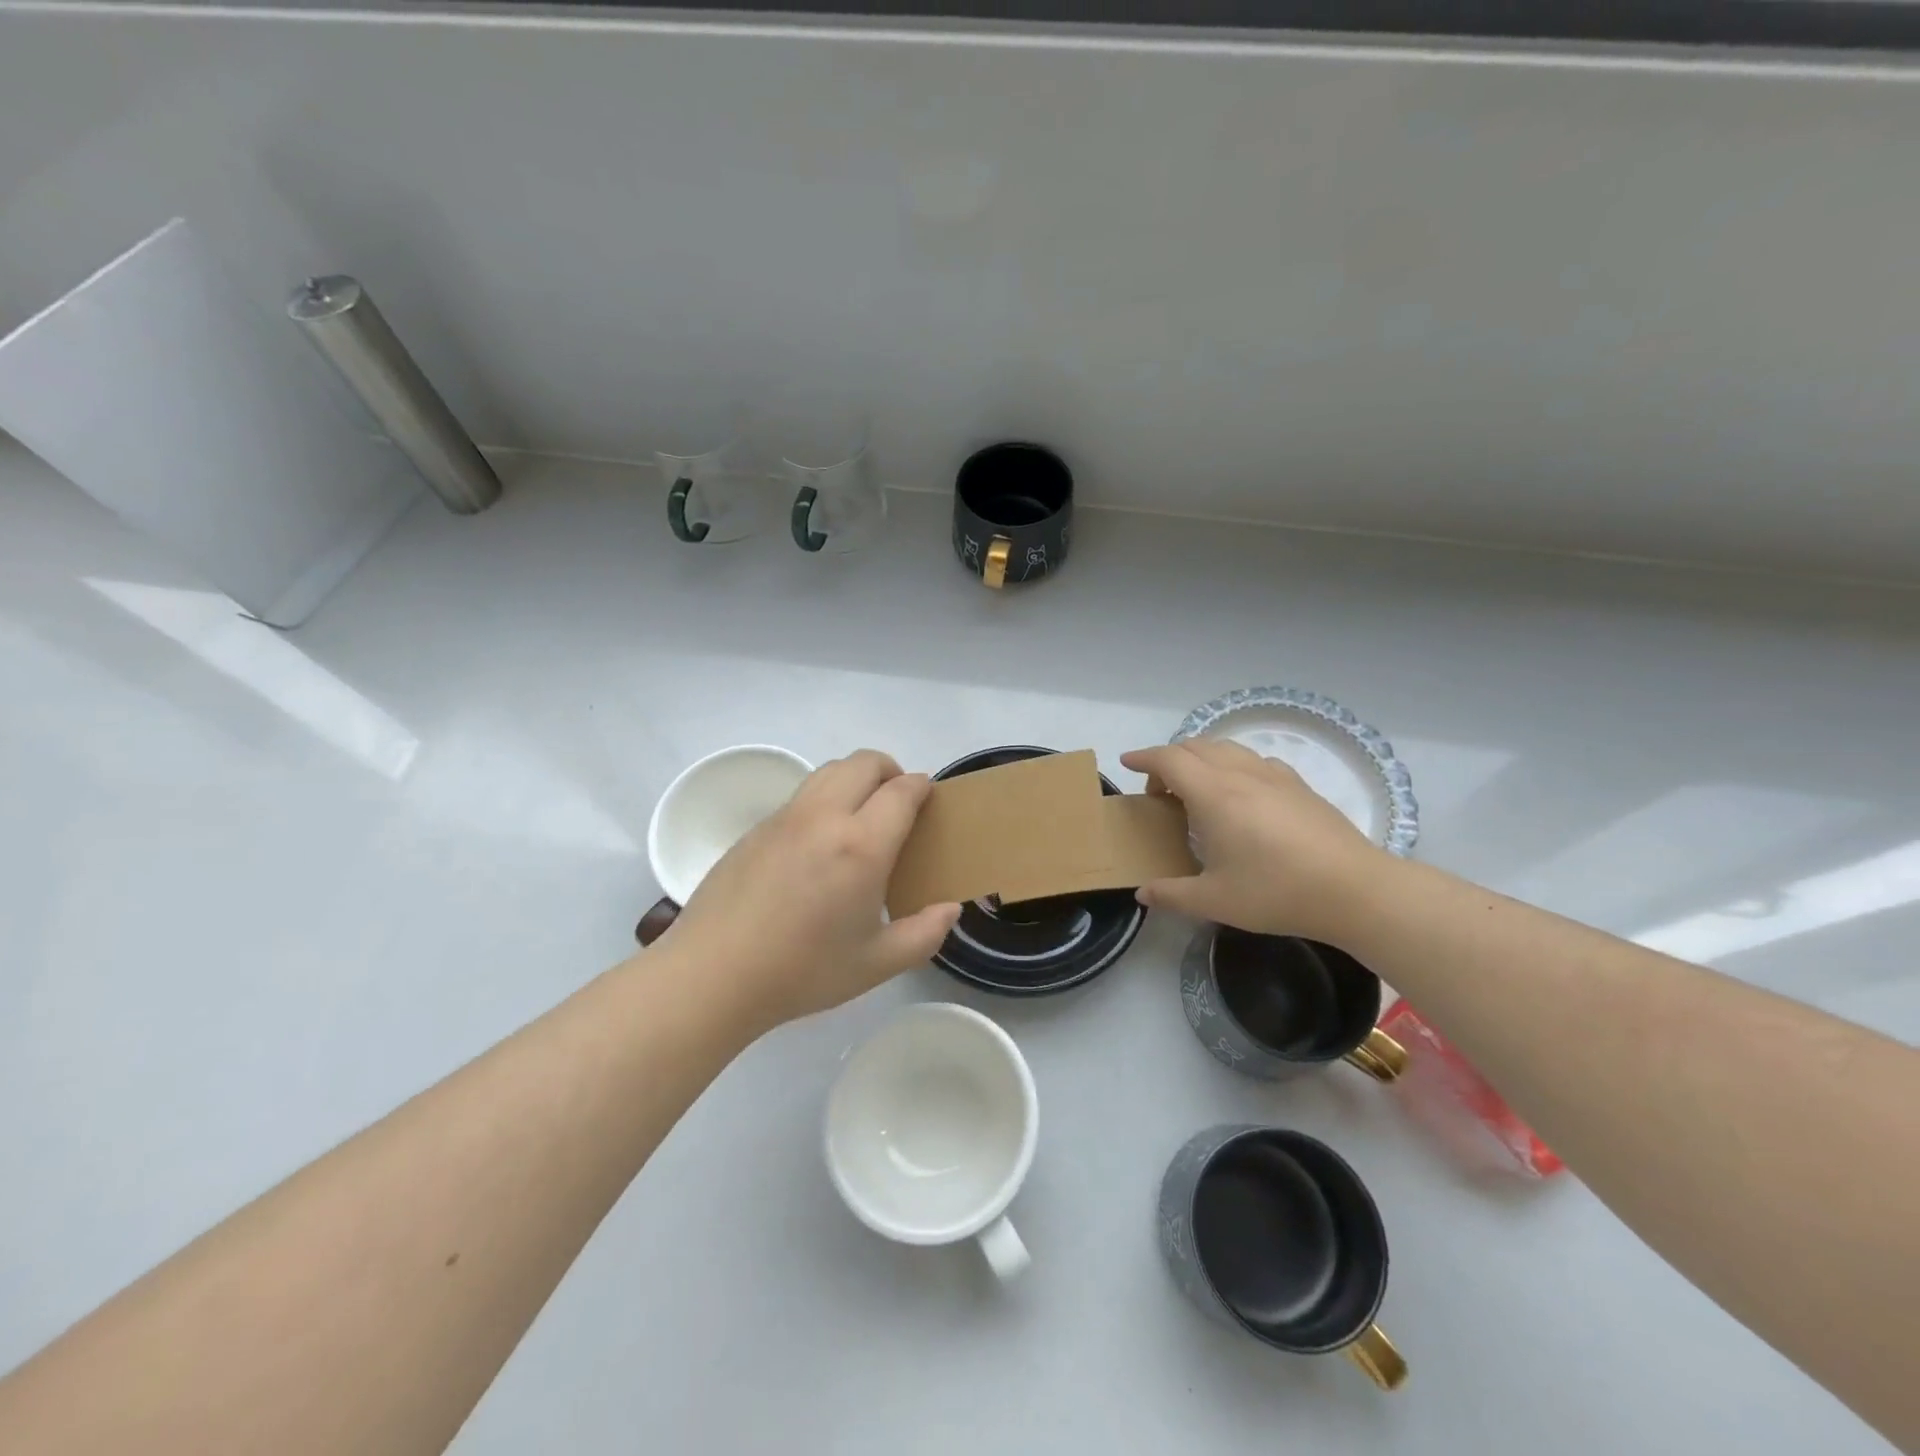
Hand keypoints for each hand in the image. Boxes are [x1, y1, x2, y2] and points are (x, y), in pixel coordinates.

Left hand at [654, 750, 961, 1031]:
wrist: (712, 975)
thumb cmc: (801, 972)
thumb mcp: (876, 964)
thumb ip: (924, 934)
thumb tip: (949, 908)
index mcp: (861, 845)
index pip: (902, 791)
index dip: (922, 787)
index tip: (929, 800)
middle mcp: (824, 817)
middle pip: (865, 763)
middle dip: (891, 771)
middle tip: (899, 804)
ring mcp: (786, 817)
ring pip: (830, 770)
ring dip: (856, 778)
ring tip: (861, 816)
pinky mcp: (757, 828)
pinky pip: (802, 795)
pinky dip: (824, 799)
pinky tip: (819, 844)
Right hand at [1120, 739, 1390, 942]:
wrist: (1355, 890)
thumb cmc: (1277, 892)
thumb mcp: (1215, 901)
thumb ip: (1172, 894)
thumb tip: (1142, 893)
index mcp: (1214, 795)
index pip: (1169, 759)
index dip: (1144, 758)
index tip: (1127, 764)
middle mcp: (1241, 774)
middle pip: (1195, 746)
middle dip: (1169, 759)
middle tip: (1160, 792)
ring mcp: (1274, 776)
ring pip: (1226, 748)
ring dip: (1201, 759)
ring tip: (1196, 790)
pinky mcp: (1299, 785)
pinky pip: (1254, 760)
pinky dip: (1232, 766)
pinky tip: (1241, 795)